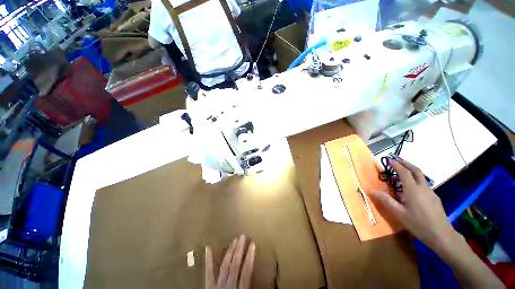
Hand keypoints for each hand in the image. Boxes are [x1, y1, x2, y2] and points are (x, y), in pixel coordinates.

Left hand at [205, 235, 255, 288]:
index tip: (253, 244)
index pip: (246, 271)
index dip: (250, 257)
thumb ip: (249, 284)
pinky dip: (208, 260)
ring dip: (230, 251)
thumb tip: (261, 278)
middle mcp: (229, 285)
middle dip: (239, 249)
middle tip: (243, 236)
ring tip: (235, 239)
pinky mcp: (209, 286)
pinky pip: (208, 272)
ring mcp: (218, 284)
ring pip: (225, 265)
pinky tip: (208, 248)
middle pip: (235, 264)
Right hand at [370, 157, 456, 251]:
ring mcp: (431, 193)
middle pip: (416, 170)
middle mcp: (423, 188)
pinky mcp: (435, 198)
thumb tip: (372, 191)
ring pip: (422, 177)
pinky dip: (417, 180)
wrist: (442, 235)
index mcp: (413, 190)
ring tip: (403, 171)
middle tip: (397, 160)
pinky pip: (424, 184)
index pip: (404, 172)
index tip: (389, 160)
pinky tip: (413, 188)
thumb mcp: (399, 213)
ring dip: (412, 170)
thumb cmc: (418, 224)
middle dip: (406, 163)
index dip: (396, 165)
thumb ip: (386, 200)